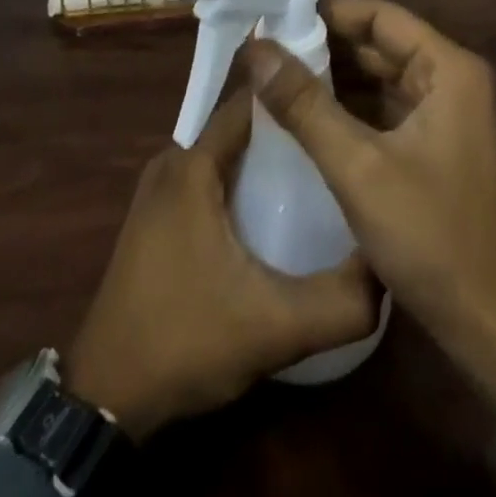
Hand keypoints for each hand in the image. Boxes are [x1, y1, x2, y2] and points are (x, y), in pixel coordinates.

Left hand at [61, 90, 379, 439]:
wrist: (106, 400)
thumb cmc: (185, 341)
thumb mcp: (274, 328)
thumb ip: (339, 302)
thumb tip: (389, 269)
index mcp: (192, 165)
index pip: (250, 102)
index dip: (293, 96)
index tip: (337, 98)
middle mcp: (171, 163)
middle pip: (238, 127)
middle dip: (285, 129)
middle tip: (334, 140)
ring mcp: (158, 191)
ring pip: (223, 154)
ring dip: (263, 158)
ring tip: (316, 171)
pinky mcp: (155, 218)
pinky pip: (206, 178)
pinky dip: (239, 181)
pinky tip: (272, 209)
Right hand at [245, 0, 495, 409]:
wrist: (495, 328)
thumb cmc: (432, 237)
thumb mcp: (359, 168)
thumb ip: (305, 105)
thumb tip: (256, 49)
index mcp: (449, 69)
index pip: (380, 17)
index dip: (328, 13)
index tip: (277, 19)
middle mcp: (453, 80)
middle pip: (380, 45)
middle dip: (325, 47)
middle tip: (266, 50)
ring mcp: (448, 115)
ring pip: (381, 78)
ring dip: (334, 78)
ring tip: (275, 77)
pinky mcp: (438, 146)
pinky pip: (387, 110)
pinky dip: (349, 108)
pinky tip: (306, 115)